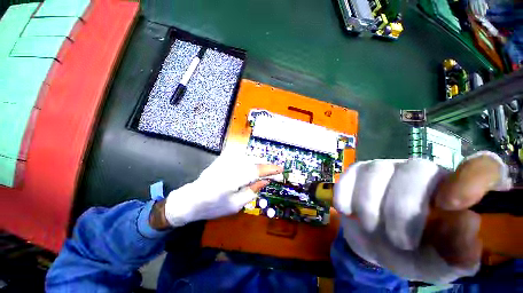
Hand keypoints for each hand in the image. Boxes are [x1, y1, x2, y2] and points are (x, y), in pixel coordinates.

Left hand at [163, 153, 282, 226]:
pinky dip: (250, 161)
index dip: (270, 169)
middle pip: (254, 161)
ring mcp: (225, 160)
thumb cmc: (213, 206)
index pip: (257, 170)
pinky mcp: (223, 159)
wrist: (191, 199)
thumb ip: (253, 190)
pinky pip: (241, 157)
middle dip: (266, 166)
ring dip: (259, 163)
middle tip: (274, 172)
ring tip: (265, 171)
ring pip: (249, 158)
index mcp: (233, 179)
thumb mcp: (236, 204)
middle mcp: (230, 165)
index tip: (281, 169)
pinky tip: (253, 167)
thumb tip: (265, 180)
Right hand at [333, 152, 510, 283]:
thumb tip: (467, 221)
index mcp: (454, 192)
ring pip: (376, 171)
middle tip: (398, 242)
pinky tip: (346, 211)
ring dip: (369, 206)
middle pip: (415, 169)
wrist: (374, 243)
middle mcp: (421, 171)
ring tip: (370, 227)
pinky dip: (345, 195)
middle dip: (401, 209)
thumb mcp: (437, 265)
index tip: (453, 206)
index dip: (474, 179)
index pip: (482, 168)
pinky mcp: (357, 171)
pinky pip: (349, 175)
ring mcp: (385, 168)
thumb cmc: (413, 255)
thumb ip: (457, 253)